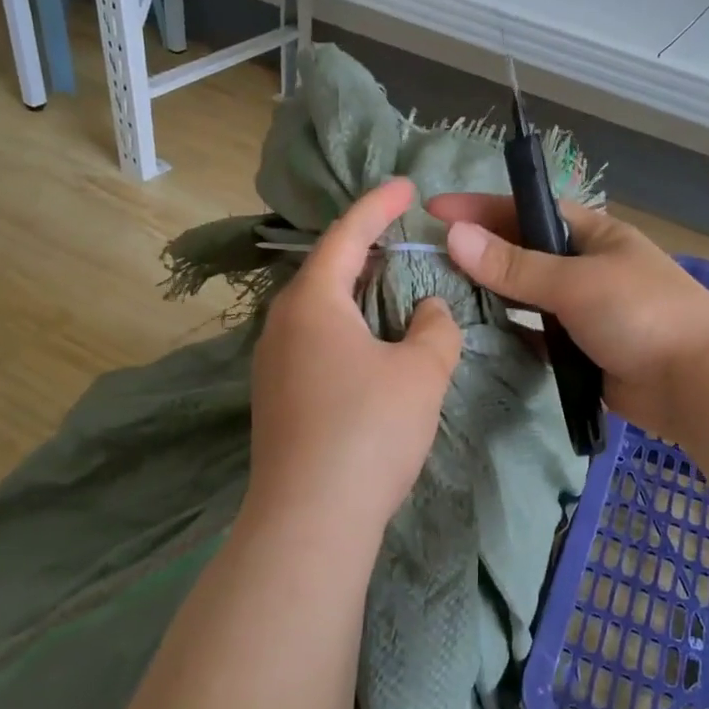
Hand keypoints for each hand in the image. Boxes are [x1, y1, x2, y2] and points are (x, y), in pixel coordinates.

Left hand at [247, 178, 462, 540]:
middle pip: (326, 269)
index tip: (406, 186)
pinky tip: (370, 344)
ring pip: (319, 308)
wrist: (309, 522)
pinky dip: (346, 326)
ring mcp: (273, 364)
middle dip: (365, 247)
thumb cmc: (368, 430)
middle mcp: (282, 324)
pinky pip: (315, 340)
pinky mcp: (277, 398)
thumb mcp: (420, 372)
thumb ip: (435, 329)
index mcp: (313, 302)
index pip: (347, 235)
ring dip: (356, 290)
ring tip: (391, 285)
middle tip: (402, 236)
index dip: (379, 206)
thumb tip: (429, 312)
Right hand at [427, 194, 708, 440]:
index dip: (480, 208)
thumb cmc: (642, 314)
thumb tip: (454, 236)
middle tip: (426, 258)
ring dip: (489, 293)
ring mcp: (581, 309)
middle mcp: (584, 265)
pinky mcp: (578, 348)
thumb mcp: (575, 282)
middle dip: (478, 252)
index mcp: (591, 233)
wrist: (698, 385)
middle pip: (521, 251)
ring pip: (524, 294)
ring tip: (438, 295)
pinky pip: (533, 333)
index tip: (433, 211)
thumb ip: (514, 265)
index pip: (526, 210)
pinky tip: (472, 334)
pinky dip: (508, 332)